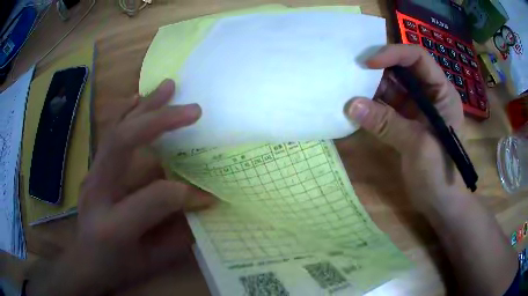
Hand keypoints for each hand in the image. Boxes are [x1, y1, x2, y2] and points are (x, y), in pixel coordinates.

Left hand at [27, 80, 215, 295]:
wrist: (86, 261)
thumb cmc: (119, 266)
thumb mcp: (151, 261)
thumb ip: (179, 233)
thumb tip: (204, 200)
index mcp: (112, 225)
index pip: (153, 198)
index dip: (185, 194)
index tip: (207, 195)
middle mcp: (96, 193)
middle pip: (122, 144)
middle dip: (159, 122)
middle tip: (192, 110)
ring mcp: (91, 176)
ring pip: (115, 132)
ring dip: (144, 108)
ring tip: (168, 87)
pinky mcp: (92, 169)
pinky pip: (108, 135)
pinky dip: (124, 113)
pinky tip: (137, 99)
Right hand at [346, 44, 464, 213]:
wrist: (440, 203)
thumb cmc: (440, 173)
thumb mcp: (418, 146)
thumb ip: (387, 124)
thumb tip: (351, 105)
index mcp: (441, 92)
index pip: (418, 58)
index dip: (394, 53)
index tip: (368, 63)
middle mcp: (429, 94)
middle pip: (402, 69)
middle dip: (378, 68)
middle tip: (351, 71)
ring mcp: (416, 108)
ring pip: (392, 86)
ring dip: (371, 87)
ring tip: (348, 87)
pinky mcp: (405, 122)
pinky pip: (386, 106)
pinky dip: (371, 105)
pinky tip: (356, 106)